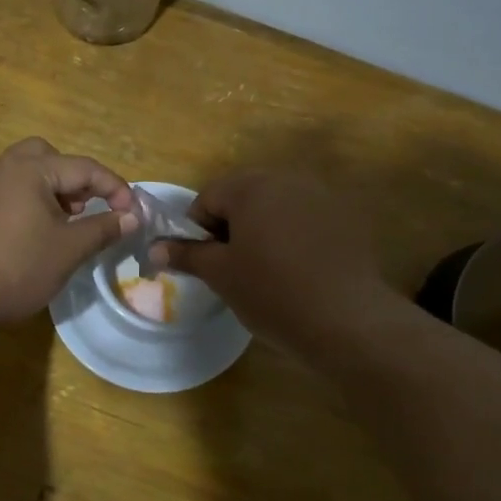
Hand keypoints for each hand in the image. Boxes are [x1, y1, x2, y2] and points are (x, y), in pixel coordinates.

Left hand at [0, 139, 138, 329]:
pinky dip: (29, 202)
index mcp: (31, 169)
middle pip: (48, 157)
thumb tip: (132, 216)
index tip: (132, 213)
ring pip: (26, 173)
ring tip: (61, 226)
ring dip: (51, 191)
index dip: (115, 188)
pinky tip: (32, 236)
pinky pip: (8, 191)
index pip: (85, 167)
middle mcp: (4, 167)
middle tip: (83, 209)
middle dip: (74, 179)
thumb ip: (103, 228)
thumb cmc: (17, 267)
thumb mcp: (69, 250)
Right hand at [155, 170, 393, 358]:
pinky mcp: (346, 218)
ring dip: (261, 229)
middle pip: (243, 196)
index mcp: (252, 186)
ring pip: (275, 207)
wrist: (347, 320)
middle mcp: (287, 180)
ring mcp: (321, 196)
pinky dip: (292, 236)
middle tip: (232, 267)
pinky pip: (304, 219)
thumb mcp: (220, 275)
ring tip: (265, 270)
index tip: (204, 262)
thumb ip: (186, 255)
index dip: (196, 230)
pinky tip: (298, 270)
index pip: (207, 197)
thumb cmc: (272, 292)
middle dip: (230, 226)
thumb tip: (153, 249)